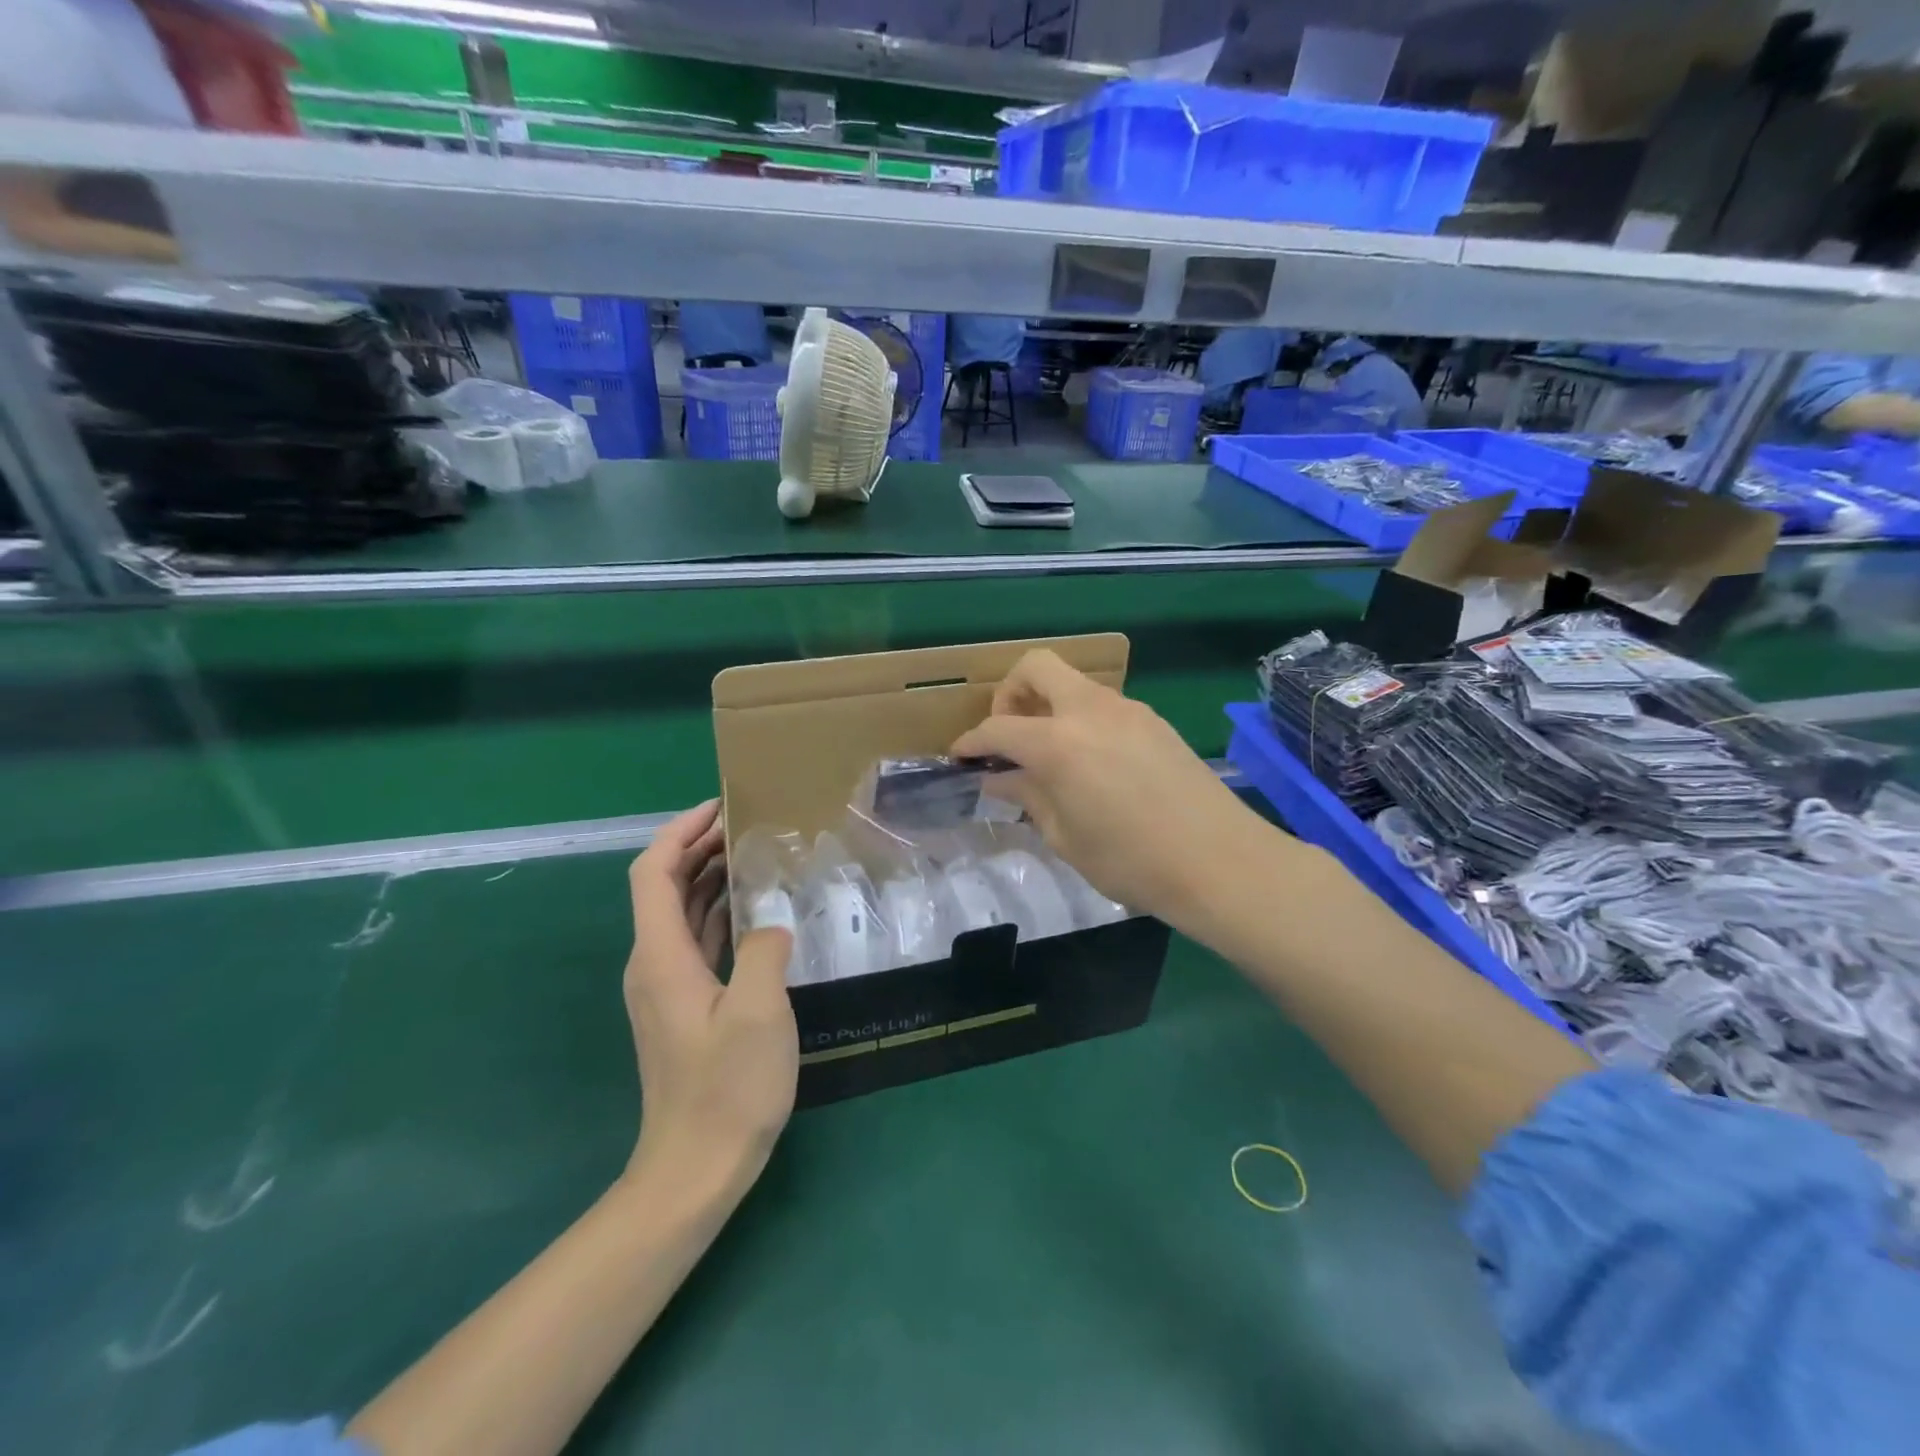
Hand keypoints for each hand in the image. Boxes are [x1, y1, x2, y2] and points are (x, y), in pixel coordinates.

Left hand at [623, 800, 796, 1196]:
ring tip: (754, 855)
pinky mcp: (684, 1007)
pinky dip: (719, 914)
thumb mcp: (759, 1012)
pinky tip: (754, 911)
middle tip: (747, 824)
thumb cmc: (726, 1089)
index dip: (680, 832)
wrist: (694, 1170)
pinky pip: (697, 942)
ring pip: (682, 914)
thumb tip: (769, 923)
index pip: (653, 872)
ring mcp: (666, 988)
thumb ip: (765, 950)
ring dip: (710, 878)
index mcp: (661, 956)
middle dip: (699, 847)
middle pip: (664, 887)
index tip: (720, 806)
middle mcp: (653, 964)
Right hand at [951, 650, 1264, 929]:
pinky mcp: (1153, 719)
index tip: (960, 757)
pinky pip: (1103, 704)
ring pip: (1073, 683)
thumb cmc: (1132, 861)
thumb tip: (1000, 778)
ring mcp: (1127, 709)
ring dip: (1049, 705)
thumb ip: (1028, 797)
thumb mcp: (1065, 837)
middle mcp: (1090, 711)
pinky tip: (1092, 762)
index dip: (971, 741)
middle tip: (1009, 735)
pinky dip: (1081, 719)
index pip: (998, 727)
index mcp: (1058, 743)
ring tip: (1050, 755)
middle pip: (1036, 666)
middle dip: (1010, 692)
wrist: (1219, 860)